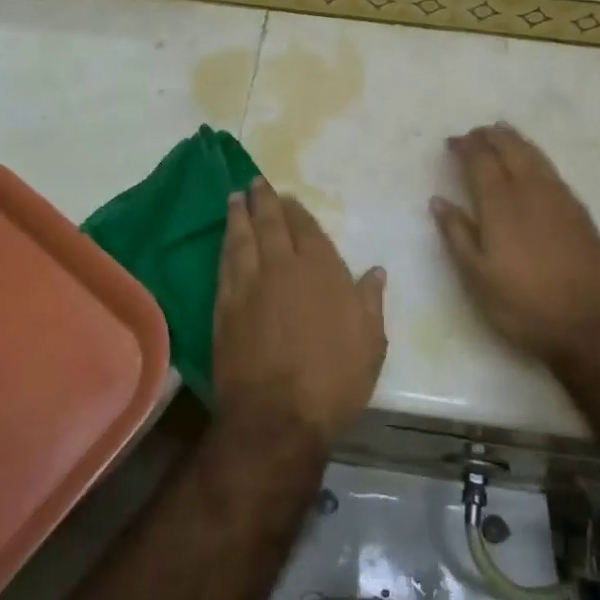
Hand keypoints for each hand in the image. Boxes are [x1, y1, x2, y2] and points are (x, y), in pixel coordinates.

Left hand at [214, 181, 387, 444]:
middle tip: (255, 183)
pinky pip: (224, 265)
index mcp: (321, 269)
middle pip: (270, 224)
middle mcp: (282, 266)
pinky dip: (225, 247)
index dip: (296, 211)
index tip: (288, 198)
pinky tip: (225, 241)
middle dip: (263, 201)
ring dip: (238, 216)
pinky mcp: (225, 306)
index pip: (305, 228)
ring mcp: (249, 285)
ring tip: (234, 198)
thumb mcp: (370, 343)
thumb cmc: (334, 380)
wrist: (278, 416)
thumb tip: (375, 271)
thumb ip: (370, 302)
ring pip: (242, 239)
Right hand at [432, 123, 599, 363]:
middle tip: (476, 133)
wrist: (591, 326)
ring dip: (515, 141)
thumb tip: (438, 200)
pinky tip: (532, 165)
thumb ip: (457, 234)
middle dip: (491, 136)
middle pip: (511, 149)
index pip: (481, 161)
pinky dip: (535, 157)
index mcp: (501, 205)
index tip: (453, 141)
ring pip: (534, 156)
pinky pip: (552, 170)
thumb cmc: (524, 305)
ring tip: (502, 134)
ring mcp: (560, 199)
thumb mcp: (477, 278)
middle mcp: (531, 191)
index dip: (466, 147)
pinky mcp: (580, 211)